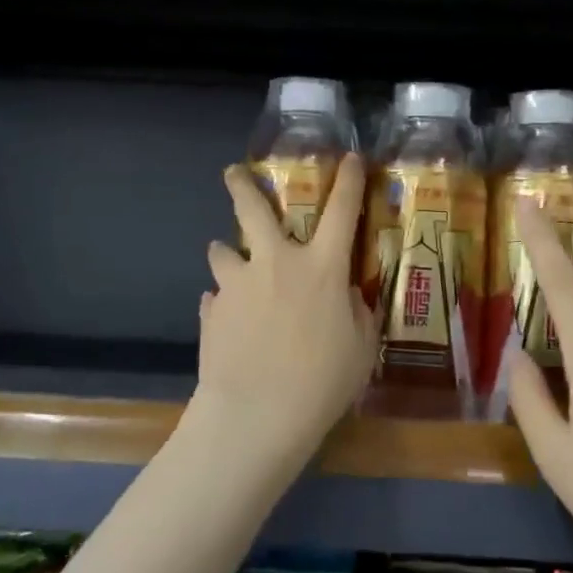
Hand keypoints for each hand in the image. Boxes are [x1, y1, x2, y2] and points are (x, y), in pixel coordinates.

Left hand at [196, 155, 378, 463]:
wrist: (257, 415)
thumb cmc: (322, 383)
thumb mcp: (360, 349)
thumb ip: (355, 314)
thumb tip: (345, 298)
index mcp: (321, 267)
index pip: (341, 210)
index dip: (347, 180)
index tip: (347, 158)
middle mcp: (276, 262)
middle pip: (254, 208)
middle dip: (242, 184)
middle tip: (233, 172)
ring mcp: (237, 284)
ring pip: (222, 250)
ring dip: (226, 252)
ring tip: (228, 261)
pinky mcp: (212, 311)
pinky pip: (216, 297)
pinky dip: (224, 302)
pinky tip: (229, 321)